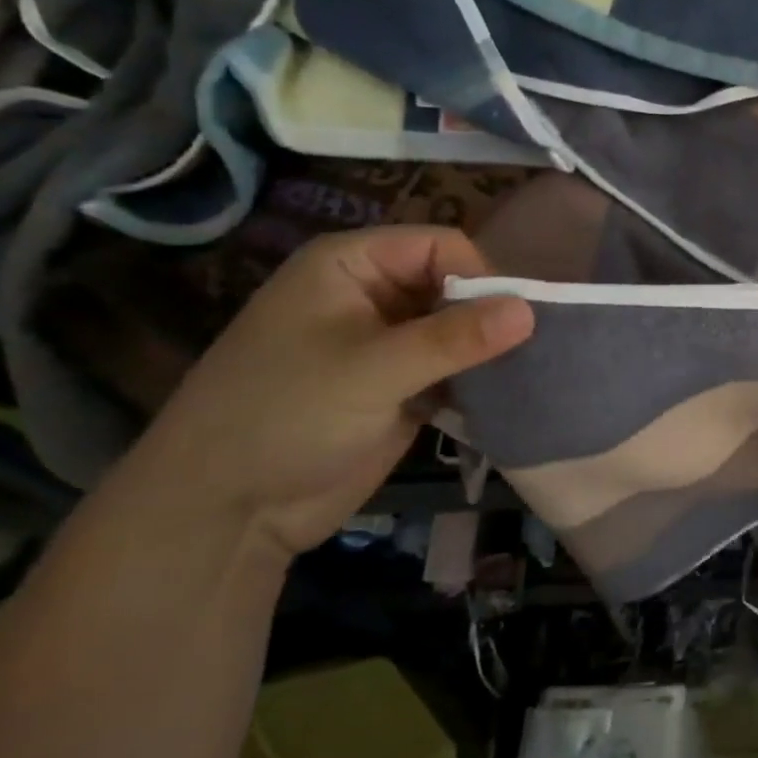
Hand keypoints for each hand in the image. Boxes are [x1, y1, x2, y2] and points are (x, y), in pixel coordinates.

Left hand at [107, 227, 533, 558]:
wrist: (226, 511)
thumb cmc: (284, 417)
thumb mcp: (372, 370)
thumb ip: (454, 338)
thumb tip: (531, 310)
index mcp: (352, 266)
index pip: (442, 246)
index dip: (480, 276)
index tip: (511, 321)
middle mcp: (372, 294)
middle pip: (456, 284)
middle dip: (490, 315)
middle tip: (526, 350)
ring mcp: (388, 343)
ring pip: (460, 328)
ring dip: (489, 350)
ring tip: (522, 374)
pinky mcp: (401, 386)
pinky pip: (455, 368)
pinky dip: (478, 379)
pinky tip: (503, 396)